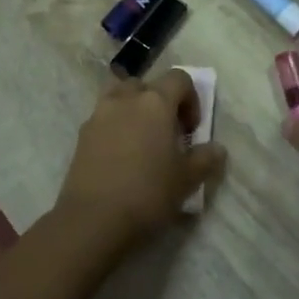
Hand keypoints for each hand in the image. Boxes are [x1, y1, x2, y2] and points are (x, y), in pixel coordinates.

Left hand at [53, 70, 225, 250]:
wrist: (93, 219)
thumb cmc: (148, 193)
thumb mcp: (187, 179)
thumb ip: (205, 159)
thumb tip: (216, 149)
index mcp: (155, 102)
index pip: (179, 79)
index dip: (191, 99)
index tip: (191, 130)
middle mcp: (125, 99)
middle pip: (146, 85)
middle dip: (160, 102)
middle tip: (167, 133)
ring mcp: (99, 115)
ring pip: (120, 96)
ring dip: (133, 109)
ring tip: (141, 140)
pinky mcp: (81, 135)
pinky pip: (103, 118)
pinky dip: (115, 127)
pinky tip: (121, 157)